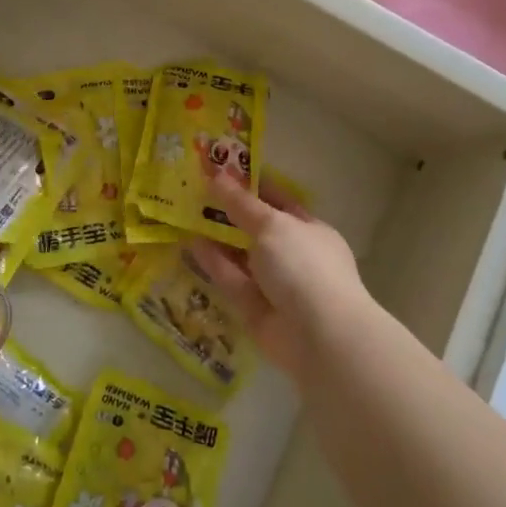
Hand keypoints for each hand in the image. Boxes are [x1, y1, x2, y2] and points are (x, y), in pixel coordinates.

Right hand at [187, 174, 373, 380]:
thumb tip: (217, 175)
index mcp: (309, 230)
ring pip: (241, 255)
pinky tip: (190, 244)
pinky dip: (214, 263)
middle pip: (256, 228)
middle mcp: (293, 255)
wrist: (320, 337)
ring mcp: (275, 283)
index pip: (278, 200)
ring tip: (185, 214)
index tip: (221, 170)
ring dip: (217, 237)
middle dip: (228, 212)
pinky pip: (232, 279)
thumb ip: (241, 203)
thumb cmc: (303, 266)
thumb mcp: (271, 225)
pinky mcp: (255, 308)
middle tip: (194, 191)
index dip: (251, 185)